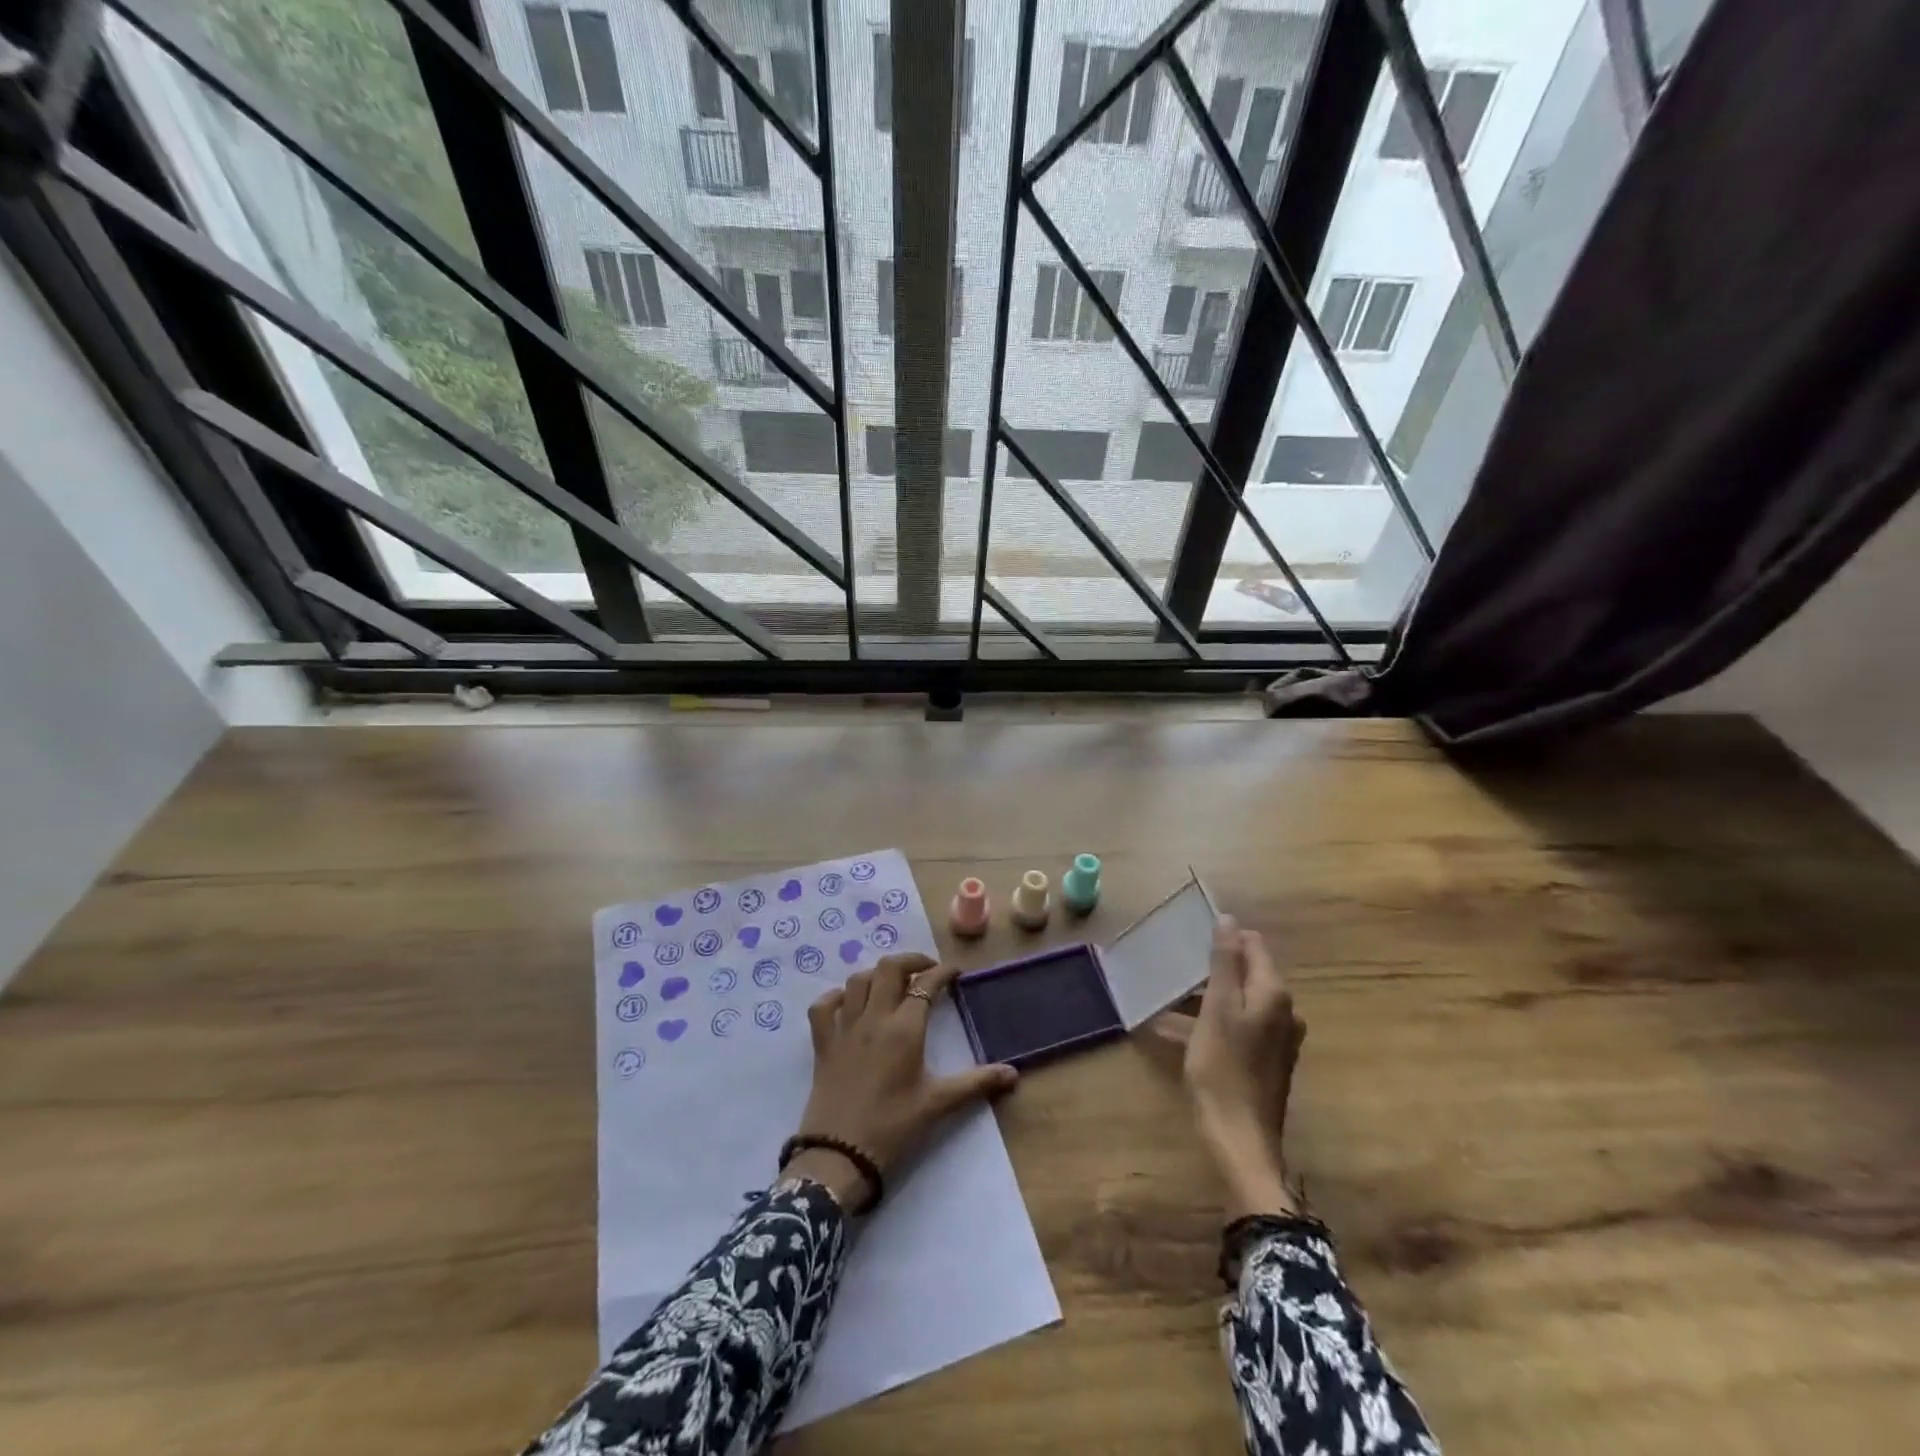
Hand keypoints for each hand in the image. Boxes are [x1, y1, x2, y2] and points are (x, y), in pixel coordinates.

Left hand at [789, 953, 1018, 1208]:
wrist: (839, 1156)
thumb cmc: (893, 1128)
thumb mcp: (938, 1104)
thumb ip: (976, 1084)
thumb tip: (1013, 1074)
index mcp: (904, 1029)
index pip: (926, 984)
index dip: (943, 972)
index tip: (955, 972)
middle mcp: (874, 1018)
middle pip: (888, 969)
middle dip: (910, 960)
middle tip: (927, 970)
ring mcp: (844, 1029)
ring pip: (857, 981)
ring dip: (877, 974)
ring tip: (893, 983)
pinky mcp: (823, 1044)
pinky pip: (823, 1007)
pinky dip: (836, 996)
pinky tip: (848, 1003)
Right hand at [1154, 918, 1306, 1218]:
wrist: (1241, 1140)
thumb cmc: (1222, 1069)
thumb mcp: (1216, 1009)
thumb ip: (1224, 963)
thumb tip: (1229, 920)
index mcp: (1273, 993)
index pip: (1252, 945)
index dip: (1222, 939)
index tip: (1189, 943)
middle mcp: (1284, 1010)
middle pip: (1244, 973)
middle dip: (1209, 970)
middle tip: (1173, 974)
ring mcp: (1278, 1038)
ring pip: (1238, 1001)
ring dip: (1205, 998)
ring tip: (1167, 1003)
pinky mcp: (1267, 1060)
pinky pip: (1238, 1026)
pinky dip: (1212, 1022)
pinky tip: (1180, 1033)